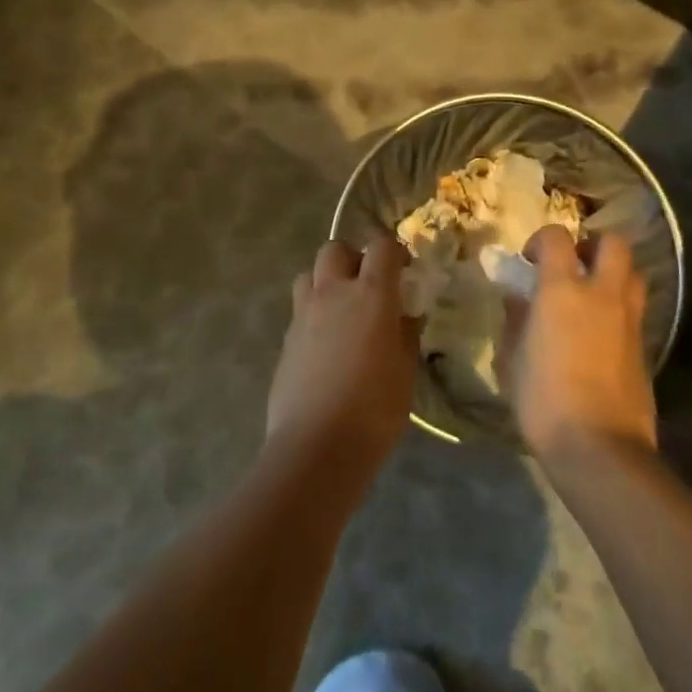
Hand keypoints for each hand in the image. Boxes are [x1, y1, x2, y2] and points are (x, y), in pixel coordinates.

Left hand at [266, 237, 417, 474]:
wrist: (316, 445)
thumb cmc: (374, 408)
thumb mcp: (405, 370)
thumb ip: (406, 334)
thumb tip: (406, 315)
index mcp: (370, 294)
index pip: (381, 246)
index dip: (394, 251)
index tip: (404, 270)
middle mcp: (332, 293)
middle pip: (335, 249)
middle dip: (352, 258)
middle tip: (368, 286)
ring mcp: (303, 314)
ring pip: (309, 274)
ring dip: (326, 281)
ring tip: (342, 310)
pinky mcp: (286, 338)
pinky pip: (300, 309)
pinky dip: (314, 313)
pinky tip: (326, 344)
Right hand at [503, 225, 656, 464]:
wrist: (599, 447)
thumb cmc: (543, 400)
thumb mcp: (511, 359)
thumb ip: (515, 320)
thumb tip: (517, 298)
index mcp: (562, 290)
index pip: (557, 238)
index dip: (541, 240)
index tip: (529, 260)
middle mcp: (602, 294)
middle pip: (613, 243)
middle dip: (592, 244)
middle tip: (573, 265)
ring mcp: (629, 319)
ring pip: (634, 273)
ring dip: (614, 273)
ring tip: (591, 294)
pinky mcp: (645, 346)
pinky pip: (636, 309)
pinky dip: (620, 307)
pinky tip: (601, 331)